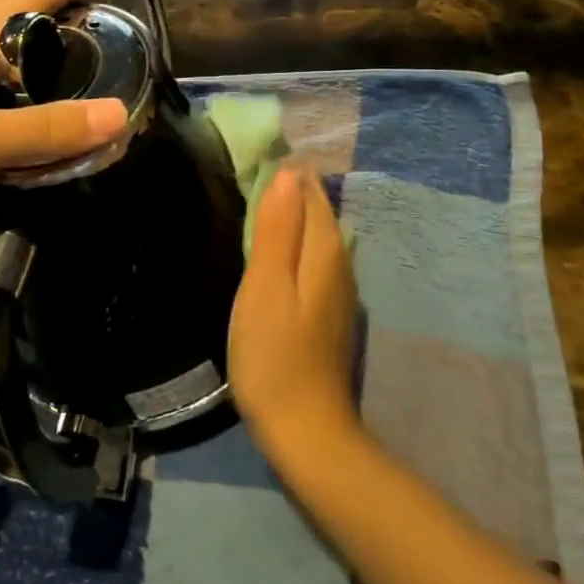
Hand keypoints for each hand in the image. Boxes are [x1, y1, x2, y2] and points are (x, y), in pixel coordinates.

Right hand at [227, 167, 361, 468]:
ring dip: (289, 214)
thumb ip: (277, 228)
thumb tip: (288, 172)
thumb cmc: (274, 354)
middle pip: (315, 209)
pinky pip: (311, 257)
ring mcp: (338, 286)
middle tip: (244, 173)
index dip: (283, 171)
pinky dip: (291, 242)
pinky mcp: (327, 308)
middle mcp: (340, 259)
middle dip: (287, 188)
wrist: (304, 428)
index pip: (309, 189)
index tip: (250, 156)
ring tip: (252, 202)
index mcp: (326, 247)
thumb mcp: (266, 285)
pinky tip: (269, 249)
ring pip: (314, 233)